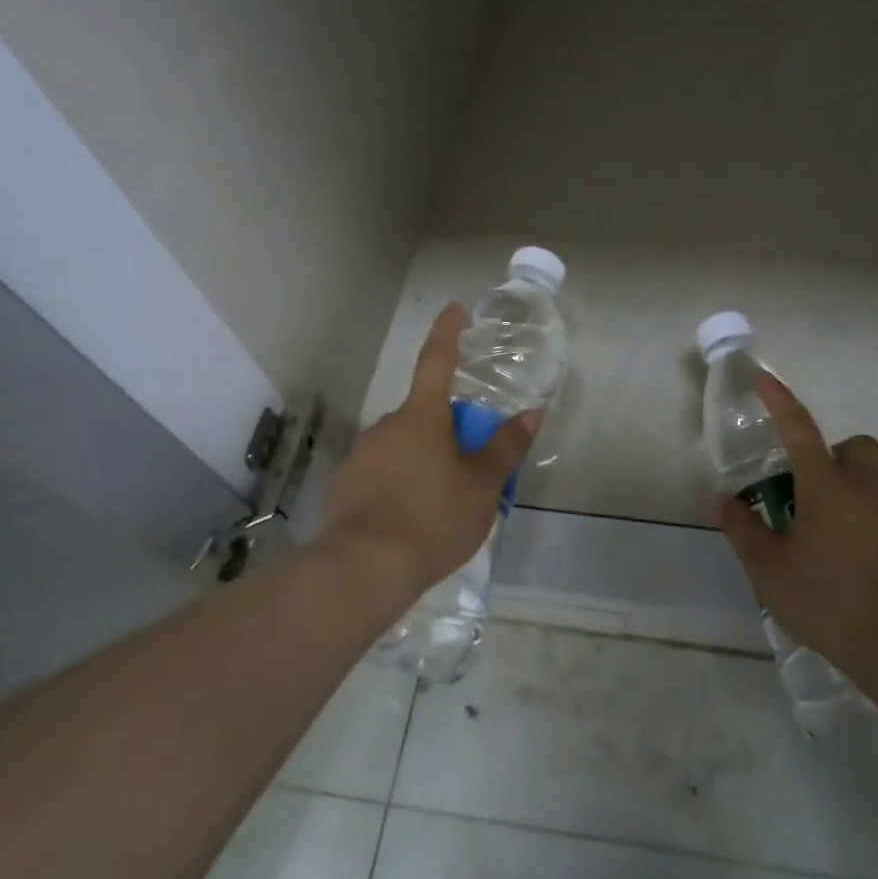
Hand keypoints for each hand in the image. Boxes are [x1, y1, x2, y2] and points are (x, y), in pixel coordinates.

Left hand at [317, 304, 539, 605]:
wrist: (363, 569)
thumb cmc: (433, 518)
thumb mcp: (483, 486)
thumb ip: (506, 447)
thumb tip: (532, 412)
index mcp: (421, 417)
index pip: (437, 362)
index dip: (448, 334)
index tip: (454, 309)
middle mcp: (386, 427)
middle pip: (424, 416)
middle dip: (447, 430)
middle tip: (472, 465)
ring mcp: (361, 457)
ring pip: (403, 448)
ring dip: (425, 461)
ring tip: (446, 504)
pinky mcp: (346, 488)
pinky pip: (384, 475)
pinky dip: (402, 485)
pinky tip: (414, 520)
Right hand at [717, 372, 877, 682]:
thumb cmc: (827, 598)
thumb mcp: (769, 568)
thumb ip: (742, 529)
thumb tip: (722, 500)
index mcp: (826, 486)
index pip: (799, 428)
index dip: (779, 400)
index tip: (763, 378)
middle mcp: (864, 490)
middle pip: (854, 448)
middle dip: (830, 454)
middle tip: (804, 490)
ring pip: (867, 486)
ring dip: (842, 497)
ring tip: (815, 543)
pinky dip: (858, 526)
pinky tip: (842, 566)